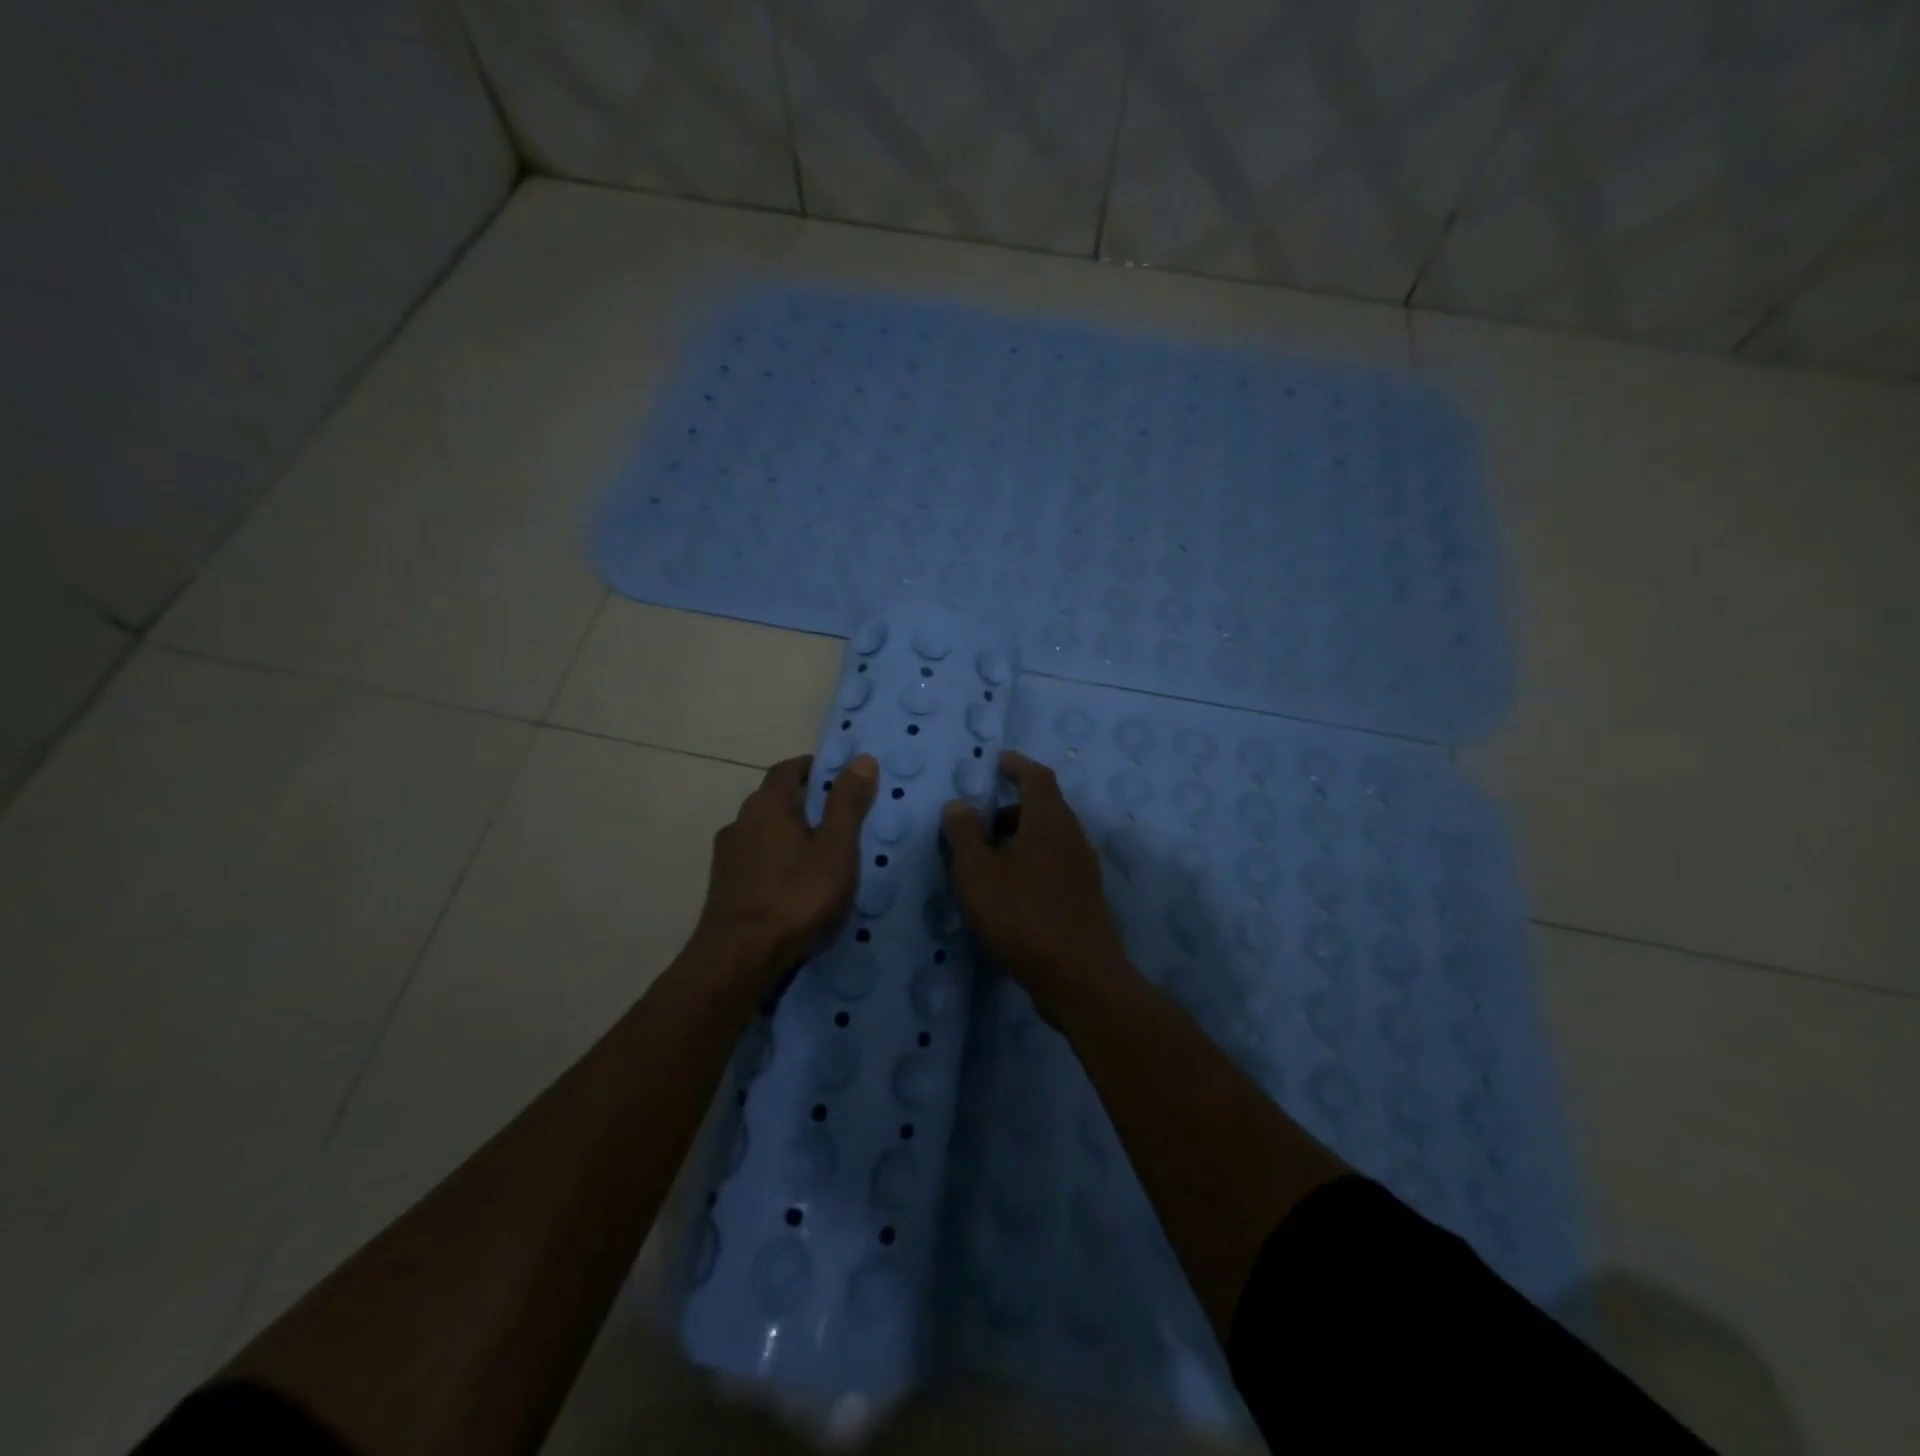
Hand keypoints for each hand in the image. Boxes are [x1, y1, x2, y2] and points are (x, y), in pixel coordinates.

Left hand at [696, 753, 878, 974]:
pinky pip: (754, 859)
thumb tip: (862, 757)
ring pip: (762, 831)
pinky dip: (774, 861)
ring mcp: (727, 855)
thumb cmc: (796, 896)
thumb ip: (848, 803)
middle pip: (773, 799)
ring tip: (817, 856)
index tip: (838, 778)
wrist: (739, 958)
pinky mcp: (723, 886)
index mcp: (768, 804)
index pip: (788, 769)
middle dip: (803, 802)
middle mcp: (741, 820)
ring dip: (787, 834)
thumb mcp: (836, 848)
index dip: (813, 768)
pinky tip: (791, 885)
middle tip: (836, 819)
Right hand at [941, 751, 1128, 1010]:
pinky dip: (1030, 864)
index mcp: (1049, 820)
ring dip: (1020, 840)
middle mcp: (1072, 836)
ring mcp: (1083, 869)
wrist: (1078, 976)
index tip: (999, 761)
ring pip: (1049, 840)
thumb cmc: (1022, 914)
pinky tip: (1010, 893)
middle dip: (1012, 809)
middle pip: (1044, 808)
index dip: (1017, 766)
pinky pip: (1054, 865)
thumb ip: (964, 833)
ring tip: (988, 862)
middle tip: (980, 823)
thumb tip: (959, 804)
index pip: (1036, 777)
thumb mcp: (977, 871)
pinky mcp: (1084, 899)